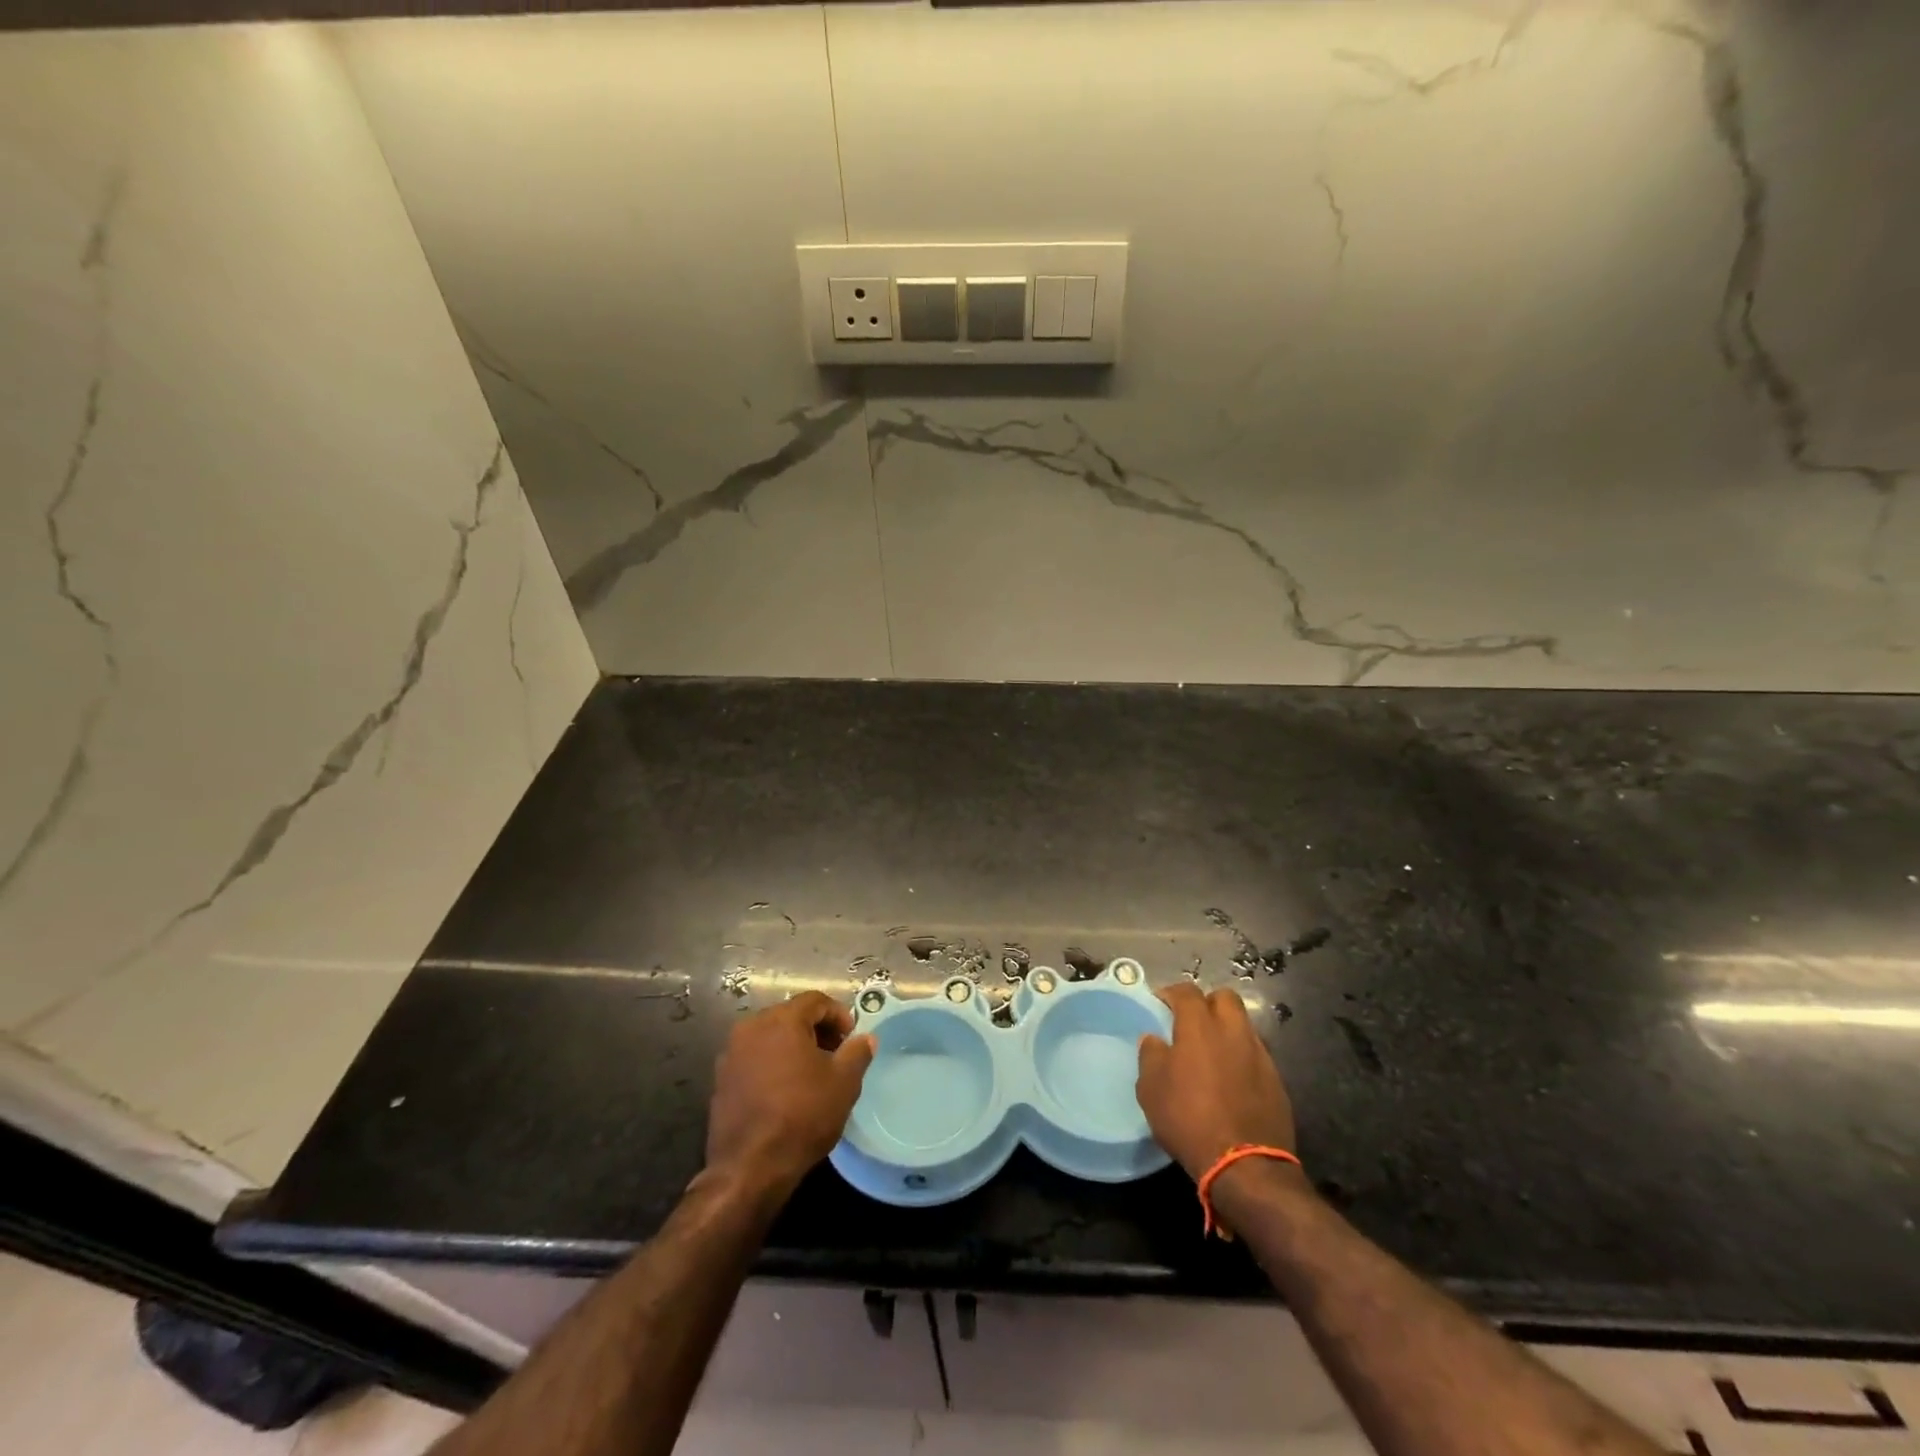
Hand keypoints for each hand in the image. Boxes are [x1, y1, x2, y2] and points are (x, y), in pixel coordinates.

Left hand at [705, 992, 874, 1198]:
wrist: (749, 1167)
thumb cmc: (802, 1116)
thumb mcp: (844, 1083)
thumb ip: (857, 1052)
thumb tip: (865, 1038)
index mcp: (781, 1020)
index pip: (815, 1000)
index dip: (838, 1014)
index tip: (851, 1038)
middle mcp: (751, 1027)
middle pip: (791, 1015)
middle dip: (816, 1030)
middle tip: (835, 1054)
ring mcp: (731, 1053)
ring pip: (770, 1037)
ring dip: (793, 1046)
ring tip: (811, 1074)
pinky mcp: (721, 1079)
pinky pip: (754, 1058)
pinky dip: (772, 1064)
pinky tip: (785, 1091)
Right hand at [1136, 983, 1295, 1180]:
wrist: (1245, 1166)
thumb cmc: (1189, 1120)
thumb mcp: (1151, 1090)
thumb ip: (1150, 1056)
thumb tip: (1154, 1039)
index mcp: (1200, 1027)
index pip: (1187, 992)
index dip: (1172, 993)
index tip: (1161, 1004)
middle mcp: (1233, 1032)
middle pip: (1225, 998)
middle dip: (1207, 1003)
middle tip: (1192, 1022)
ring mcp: (1260, 1055)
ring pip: (1244, 1025)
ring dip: (1227, 1030)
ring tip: (1212, 1052)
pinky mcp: (1277, 1081)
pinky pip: (1256, 1055)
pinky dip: (1242, 1057)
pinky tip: (1232, 1079)